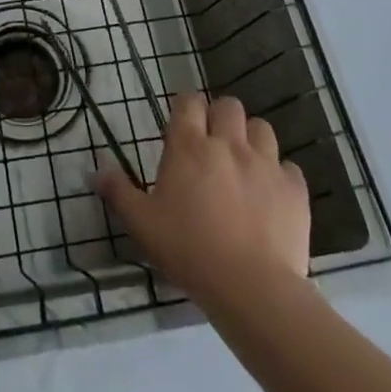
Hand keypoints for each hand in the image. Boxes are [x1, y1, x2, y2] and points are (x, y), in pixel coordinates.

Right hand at [96, 93, 310, 306]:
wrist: (252, 289)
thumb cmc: (189, 251)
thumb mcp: (142, 224)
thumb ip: (118, 191)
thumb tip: (96, 168)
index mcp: (189, 146)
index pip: (189, 102)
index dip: (187, 107)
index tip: (183, 124)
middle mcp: (228, 144)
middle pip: (229, 106)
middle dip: (221, 117)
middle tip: (213, 144)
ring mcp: (265, 164)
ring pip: (262, 128)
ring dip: (252, 139)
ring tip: (244, 164)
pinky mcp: (294, 189)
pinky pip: (289, 167)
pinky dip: (280, 175)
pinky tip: (271, 195)